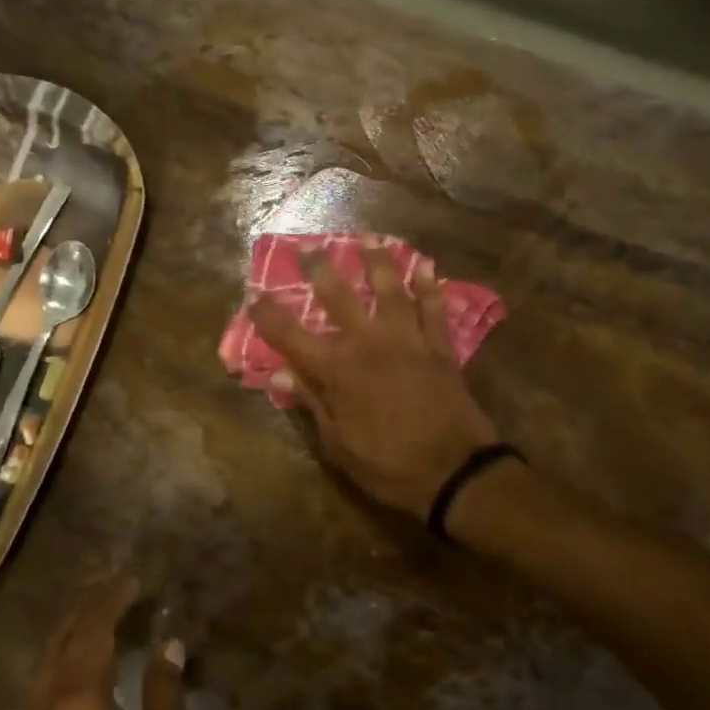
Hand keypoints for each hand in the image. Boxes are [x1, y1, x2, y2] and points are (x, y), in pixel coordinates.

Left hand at [11, 577, 197, 709]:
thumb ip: (166, 695)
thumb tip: (168, 644)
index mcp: (78, 700)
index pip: (92, 628)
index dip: (112, 598)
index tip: (134, 577)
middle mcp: (44, 707)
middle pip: (60, 639)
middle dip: (88, 607)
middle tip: (118, 589)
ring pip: (44, 665)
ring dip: (71, 634)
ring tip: (103, 621)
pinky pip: (40, 690)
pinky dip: (62, 664)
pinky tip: (82, 673)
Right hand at [249, 247, 498, 516]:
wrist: (454, 472)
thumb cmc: (389, 465)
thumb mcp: (338, 444)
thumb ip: (311, 403)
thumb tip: (279, 376)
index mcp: (338, 371)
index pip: (291, 335)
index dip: (269, 315)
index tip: (254, 296)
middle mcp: (369, 343)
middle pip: (339, 296)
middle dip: (320, 268)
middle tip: (309, 245)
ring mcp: (407, 340)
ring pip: (390, 290)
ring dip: (378, 261)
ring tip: (370, 237)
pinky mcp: (439, 347)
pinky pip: (433, 308)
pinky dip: (430, 286)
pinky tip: (427, 266)